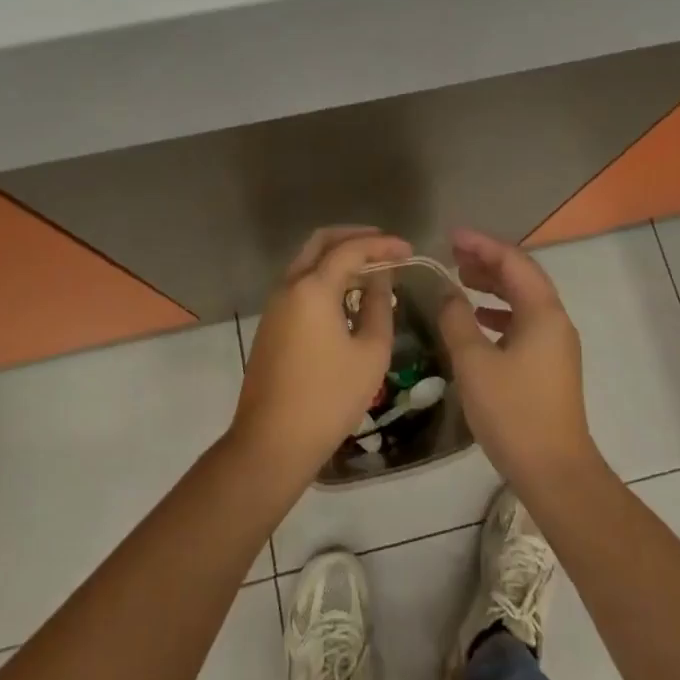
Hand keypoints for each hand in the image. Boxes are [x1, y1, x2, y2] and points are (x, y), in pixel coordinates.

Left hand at [230, 226, 411, 484]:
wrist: (272, 442)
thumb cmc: (329, 398)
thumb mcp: (369, 353)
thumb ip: (378, 306)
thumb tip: (380, 279)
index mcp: (313, 287)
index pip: (351, 249)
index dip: (382, 244)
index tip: (408, 249)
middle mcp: (289, 285)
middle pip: (321, 242)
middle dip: (355, 237)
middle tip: (385, 246)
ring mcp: (275, 304)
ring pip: (308, 261)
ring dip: (338, 257)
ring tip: (372, 269)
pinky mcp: (271, 323)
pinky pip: (300, 283)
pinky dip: (325, 276)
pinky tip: (347, 295)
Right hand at [437, 227, 599, 490]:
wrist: (555, 472)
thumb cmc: (513, 412)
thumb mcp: (474, 362)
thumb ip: (457, 320)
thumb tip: (448, 294)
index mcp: (542, 312)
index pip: (512, 261)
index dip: (481, 244)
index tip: (450, 236)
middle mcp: (555, 320)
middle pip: (521, 276)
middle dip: (487, 260)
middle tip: (452, 254)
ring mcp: (556, 343)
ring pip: (523, 299)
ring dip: (493, 285)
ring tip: (461, 278)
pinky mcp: (550, 364)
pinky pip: (524, 321)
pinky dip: (499, 312)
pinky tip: (477, 319)